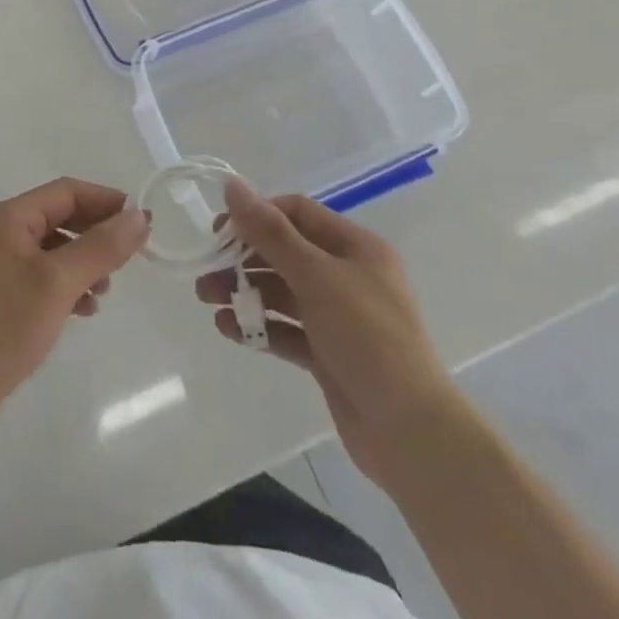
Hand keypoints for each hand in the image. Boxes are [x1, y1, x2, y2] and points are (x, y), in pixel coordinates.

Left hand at [0, 177, 147, 456]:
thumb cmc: (2, 326)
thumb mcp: (58, 283)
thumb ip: (101, 247)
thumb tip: (139, 216)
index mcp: (8, 218)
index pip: (66, 192)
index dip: (105, 200)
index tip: (140, 220)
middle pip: (59, 217)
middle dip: (95, 233)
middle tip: (129, 257)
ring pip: (53, 250)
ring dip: (83, 262)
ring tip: (105, 289)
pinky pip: (41, 277)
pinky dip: (66, 286)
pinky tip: (84, 309)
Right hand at [198, 177, 456, 489]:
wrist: (411, 433)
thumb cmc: (367, 339)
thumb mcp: (316, 277)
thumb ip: (270, 232)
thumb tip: (232, 185)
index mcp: (355, 248)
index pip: (297, 213)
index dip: (257, 216)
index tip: (220, 233)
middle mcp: (348, 276)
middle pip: (285, 253)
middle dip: (244, 258)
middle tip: (206, 271)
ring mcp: (339, 318)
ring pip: (282, 292)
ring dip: (245, 292)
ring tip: (209, 301)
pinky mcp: (328, 355)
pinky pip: (286, 330)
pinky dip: (258, 326)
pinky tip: (228, 329)